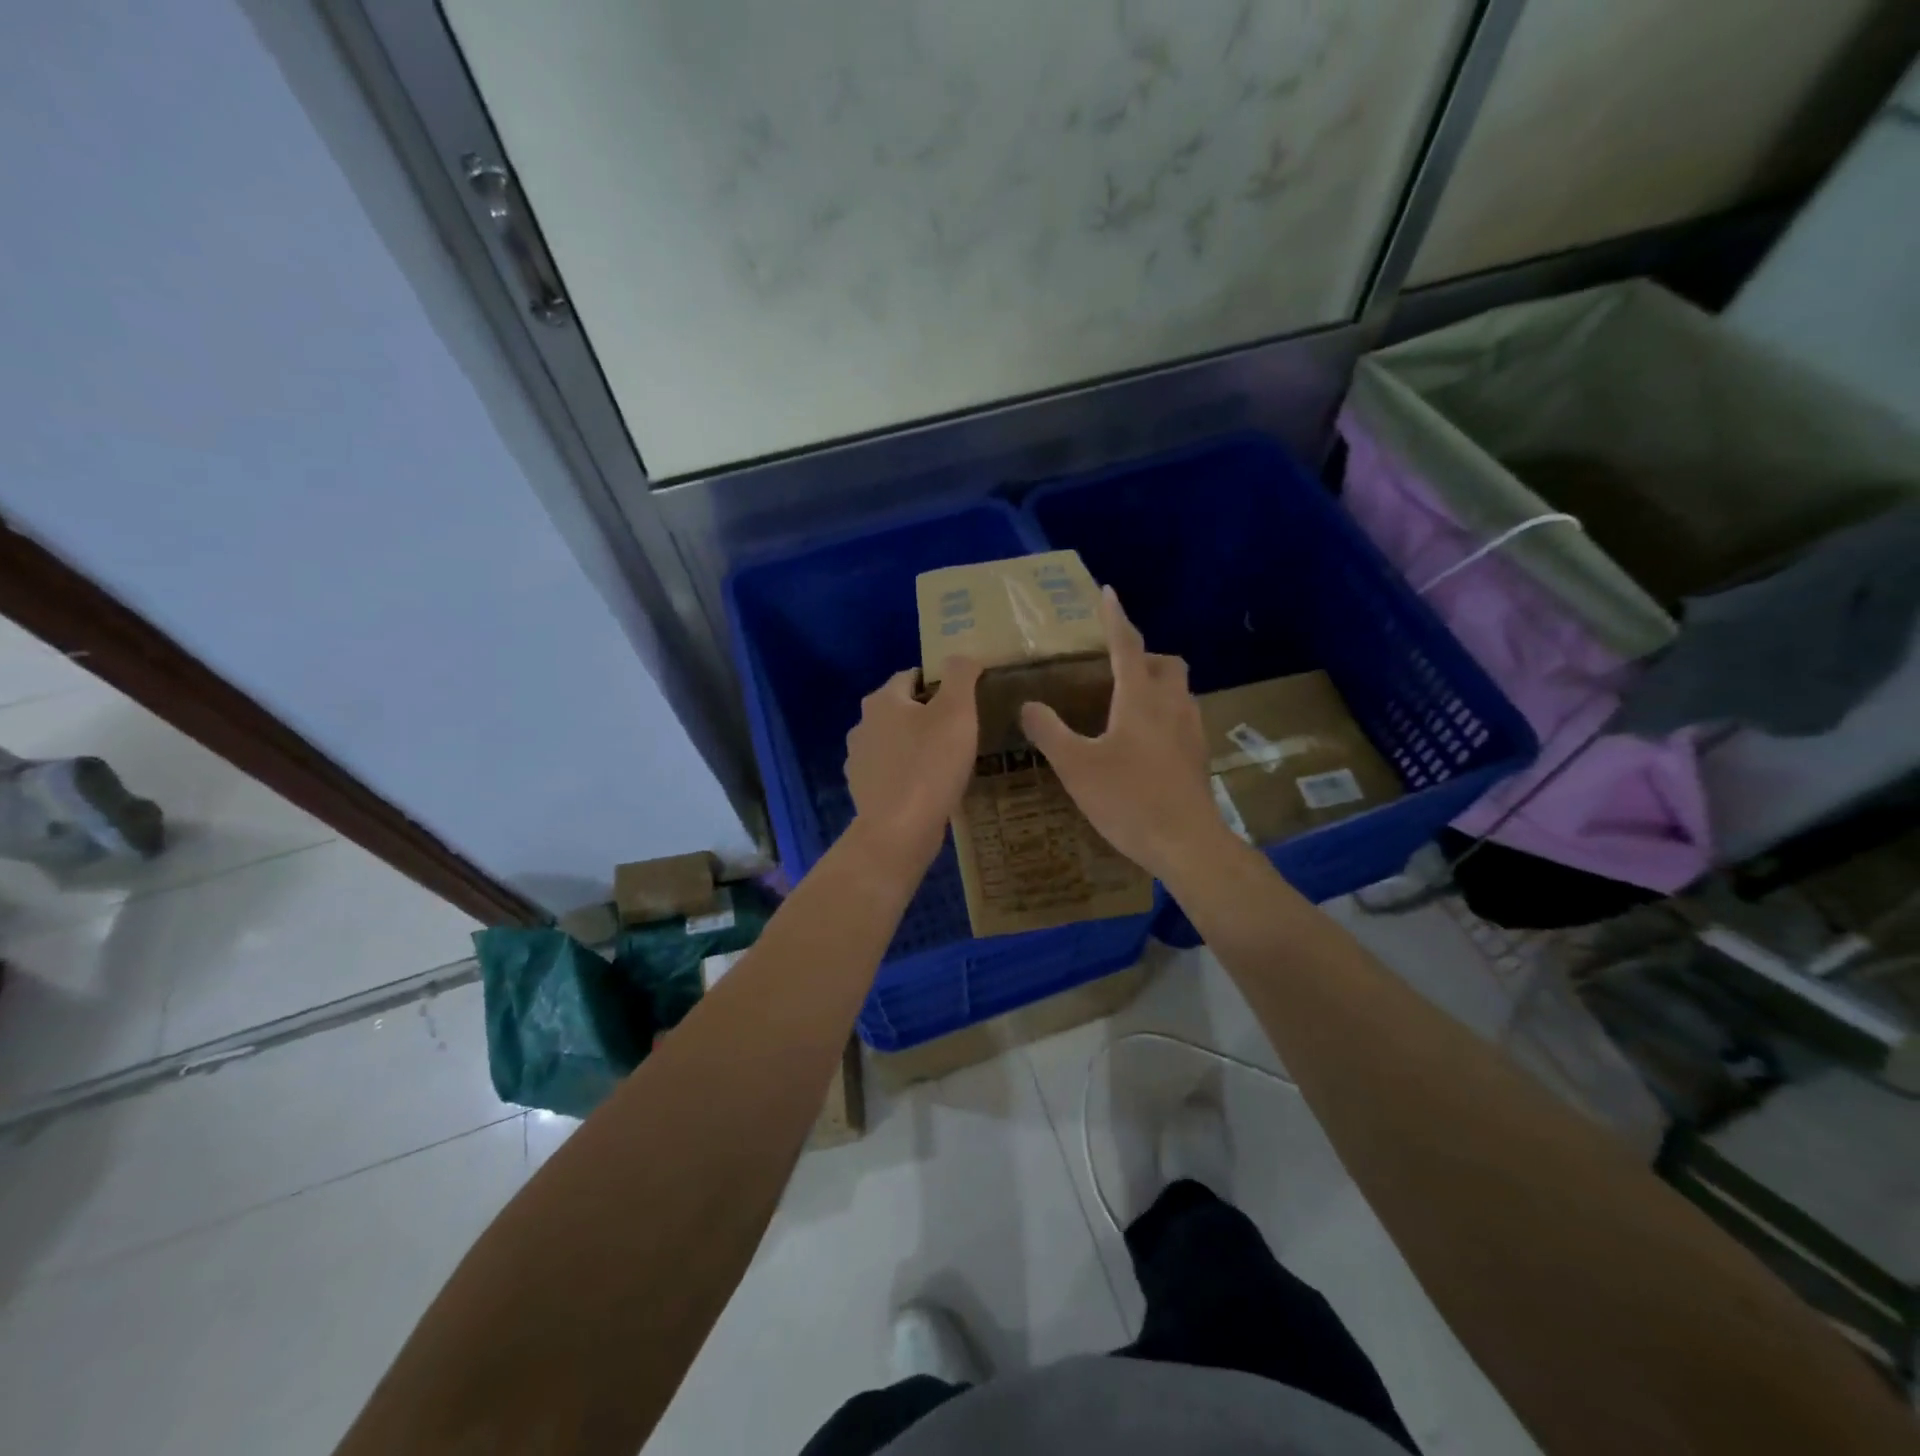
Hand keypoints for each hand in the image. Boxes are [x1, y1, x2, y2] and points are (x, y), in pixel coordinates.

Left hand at [844, 657, 982, 865]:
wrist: (899, 830)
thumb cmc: (931, 764)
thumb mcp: (957, 711)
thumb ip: (961, 675)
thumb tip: (962, 656)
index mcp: (882, 700)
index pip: (911, 676)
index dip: (939, 683)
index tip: (964, 700)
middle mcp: (862, 724)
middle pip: (901, 709)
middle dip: (927, 716)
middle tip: (961, 732)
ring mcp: (858, 760)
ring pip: (893, 742)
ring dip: (915, 746)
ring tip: (946, 762)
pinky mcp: (863, 791)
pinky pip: (890, 772)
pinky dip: (906, 774)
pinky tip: (928, 788)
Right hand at [1020, 588, 1228, 880]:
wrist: (1186, 843)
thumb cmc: (1128, 799)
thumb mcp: (1076, 766)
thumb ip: (1049, 732)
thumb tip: (1028, 705)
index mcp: (1140, 699)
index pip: (1127, 645)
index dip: (1114, 618)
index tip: (1107, 593)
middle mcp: (1171, 705)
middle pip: (1166, 663)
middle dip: (1144, 656)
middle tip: (1117, 670)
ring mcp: (1191, 731)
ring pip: (1180, 691)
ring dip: (1158, 685)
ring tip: (1129, 705)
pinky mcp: (1199, 756)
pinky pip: (1184, 718)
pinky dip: (1166, 714)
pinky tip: (1147, 742)